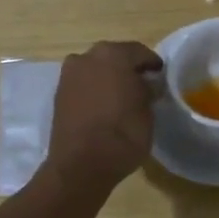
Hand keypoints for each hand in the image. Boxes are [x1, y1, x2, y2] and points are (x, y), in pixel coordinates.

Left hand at [46, 41, 163, 190]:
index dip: (152, 64)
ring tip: (122, 97)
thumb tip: (146, 84)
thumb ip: (147, 90)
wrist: (81, 166)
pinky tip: (104, 106)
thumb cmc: (123, 133)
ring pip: (96, 69)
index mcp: (113, 54)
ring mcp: (69, 75)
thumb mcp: (148, 110)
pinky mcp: (58, 94)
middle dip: (127, 68)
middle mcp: (87, 57)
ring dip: (108, 78)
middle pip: (114, 56)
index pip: (139, 52)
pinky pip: (83, 84)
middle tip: (142, 85)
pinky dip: (94, 90)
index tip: (160, 76)